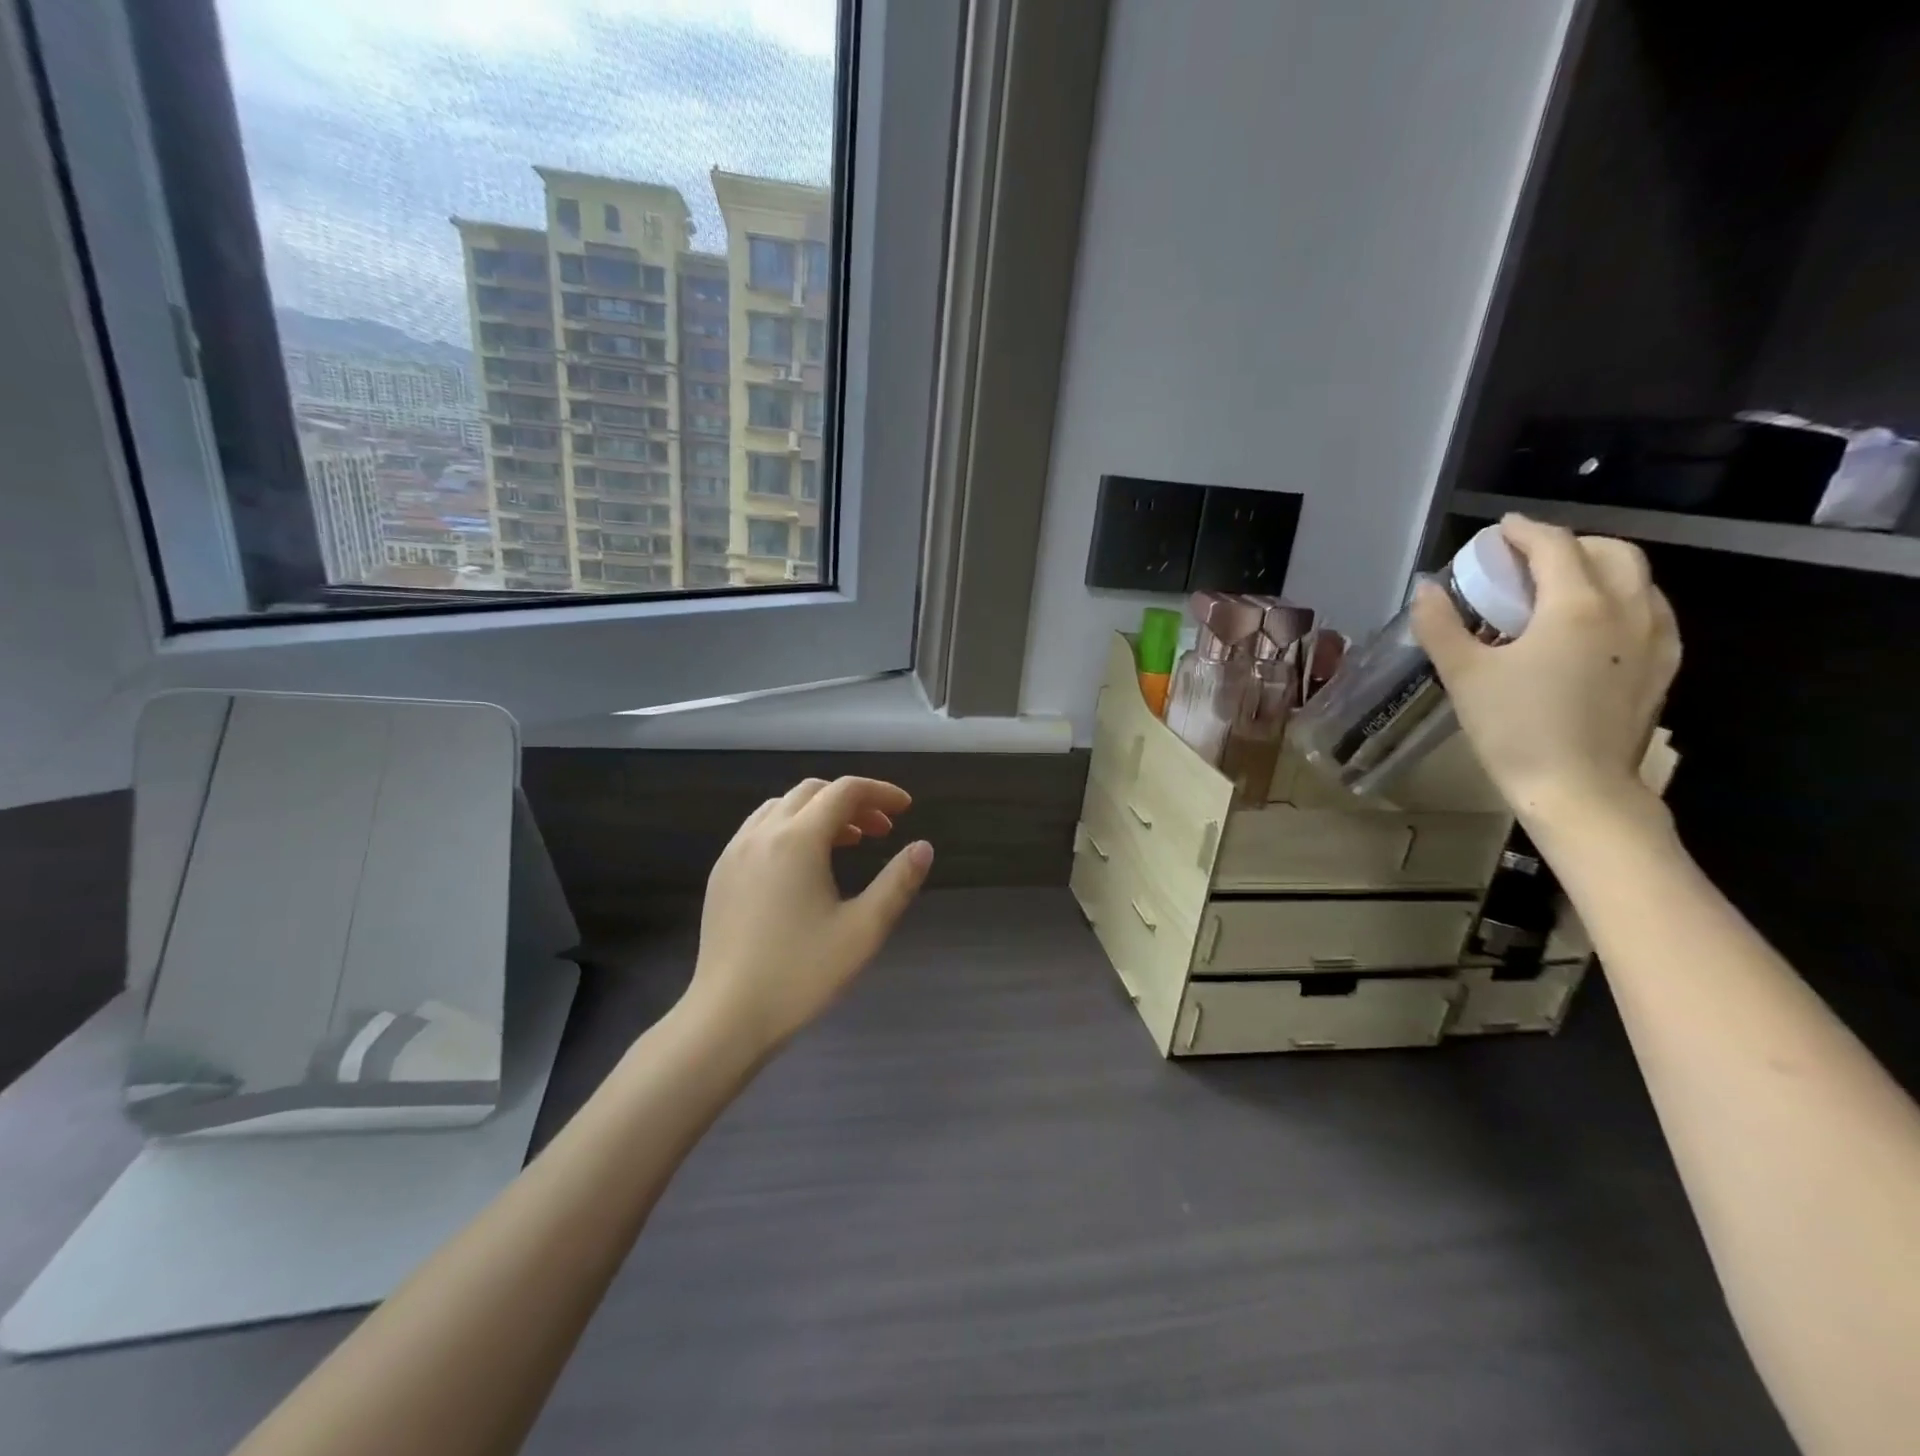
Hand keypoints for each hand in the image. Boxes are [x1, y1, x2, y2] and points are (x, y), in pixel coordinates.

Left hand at [685, 776, 933, 1056]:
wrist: (727, 1018)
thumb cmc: (801, 974)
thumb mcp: (863, 930)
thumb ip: (897, 883)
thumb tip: (924, 847)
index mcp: (798, 840)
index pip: (845, 791)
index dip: (880, 792)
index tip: (906, 809)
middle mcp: (763, 833)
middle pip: (813, 791)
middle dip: (852, 801)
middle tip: (881, 830)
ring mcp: (735, 851)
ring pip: (783, 806)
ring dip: (820, 811)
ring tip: (847, 842)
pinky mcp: (721, 873)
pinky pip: (760, 828)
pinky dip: (791, 826)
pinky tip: (804, 864)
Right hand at [1411, 514, 1680, 833]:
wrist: (1578, 789)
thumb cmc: (1515, 729)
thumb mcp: (1463, 675)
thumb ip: (1441, 625)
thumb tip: (1426, 589)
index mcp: (1576, 606)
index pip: (1555, 546)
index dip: (1524, 532)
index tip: (1500, 531)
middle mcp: (1627, 609)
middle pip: (1610, 551)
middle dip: (1568, 544)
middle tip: (1528, 561)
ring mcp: (1655, 638)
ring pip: (1637, 578)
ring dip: (1598, 569)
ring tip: (1558, 590)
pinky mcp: (1664, 666)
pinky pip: (1650, 610)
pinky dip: (1620, 599)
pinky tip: (1591, 625)